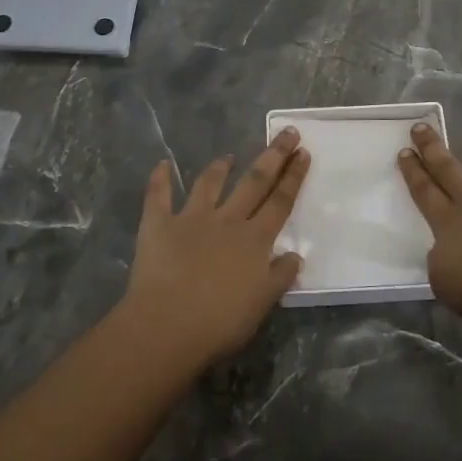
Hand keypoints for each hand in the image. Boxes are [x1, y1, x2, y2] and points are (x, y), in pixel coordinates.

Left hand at [123, 128, 308, 361]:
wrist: (166, 326)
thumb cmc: (220, 322)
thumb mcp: (262, 303)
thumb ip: (280, 276)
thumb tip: (296, 254)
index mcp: (255, 240)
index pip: (280, 202)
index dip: (293, 177)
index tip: (303, 152)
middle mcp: (227, 221)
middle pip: (254, 182)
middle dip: (273, 156)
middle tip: (286, 133)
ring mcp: (192, 219)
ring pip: (209, 184)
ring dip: (220, 167)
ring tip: (229, 155)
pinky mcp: (158, 225)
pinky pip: (158, 197)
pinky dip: (160, 179)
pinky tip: (162, 164)